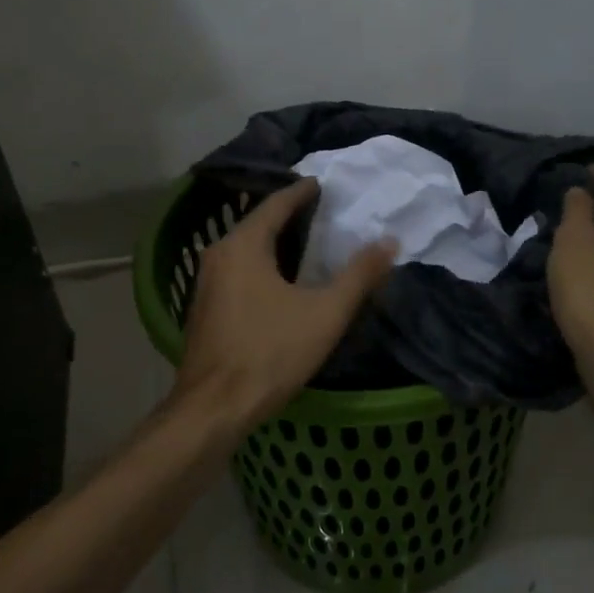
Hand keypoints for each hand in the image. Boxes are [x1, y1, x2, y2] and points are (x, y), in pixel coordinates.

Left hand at [175, 178, 396, 428]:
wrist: (215, 408)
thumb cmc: (270, 353)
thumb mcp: (325, 313)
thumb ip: (359, 275)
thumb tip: (389, 241)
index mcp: (243, 246)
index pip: (275, 204)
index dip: (302, 192)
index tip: (323, 184)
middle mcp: (218, 256)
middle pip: (257, 224)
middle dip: (288, 216)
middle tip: (322, 213)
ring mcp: (205, 284)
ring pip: (245, 250)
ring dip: (274, 244)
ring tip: (307, 245)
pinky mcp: (204, 309)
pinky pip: (236, 272)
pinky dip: (260, 267)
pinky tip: (280, 282)